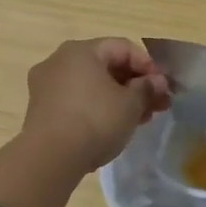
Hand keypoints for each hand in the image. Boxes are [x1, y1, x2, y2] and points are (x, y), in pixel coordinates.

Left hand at [20, 37, 171, 174]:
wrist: (49, 158)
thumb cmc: (95, 120)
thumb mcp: (130, 104)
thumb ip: (147, 88)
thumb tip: (157, 82)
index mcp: (81, 50)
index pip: (123, 47)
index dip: (148, 65)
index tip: (164, 87)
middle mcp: (59, 60)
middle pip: (106, 66)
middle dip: (135, 84)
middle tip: (157, 104)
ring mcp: (46, 85)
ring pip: (92, 85)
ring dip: (119, 98)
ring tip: (141, 119)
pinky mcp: (41, 110)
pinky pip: (77, 101)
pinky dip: (98, 108)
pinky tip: (114, 127)